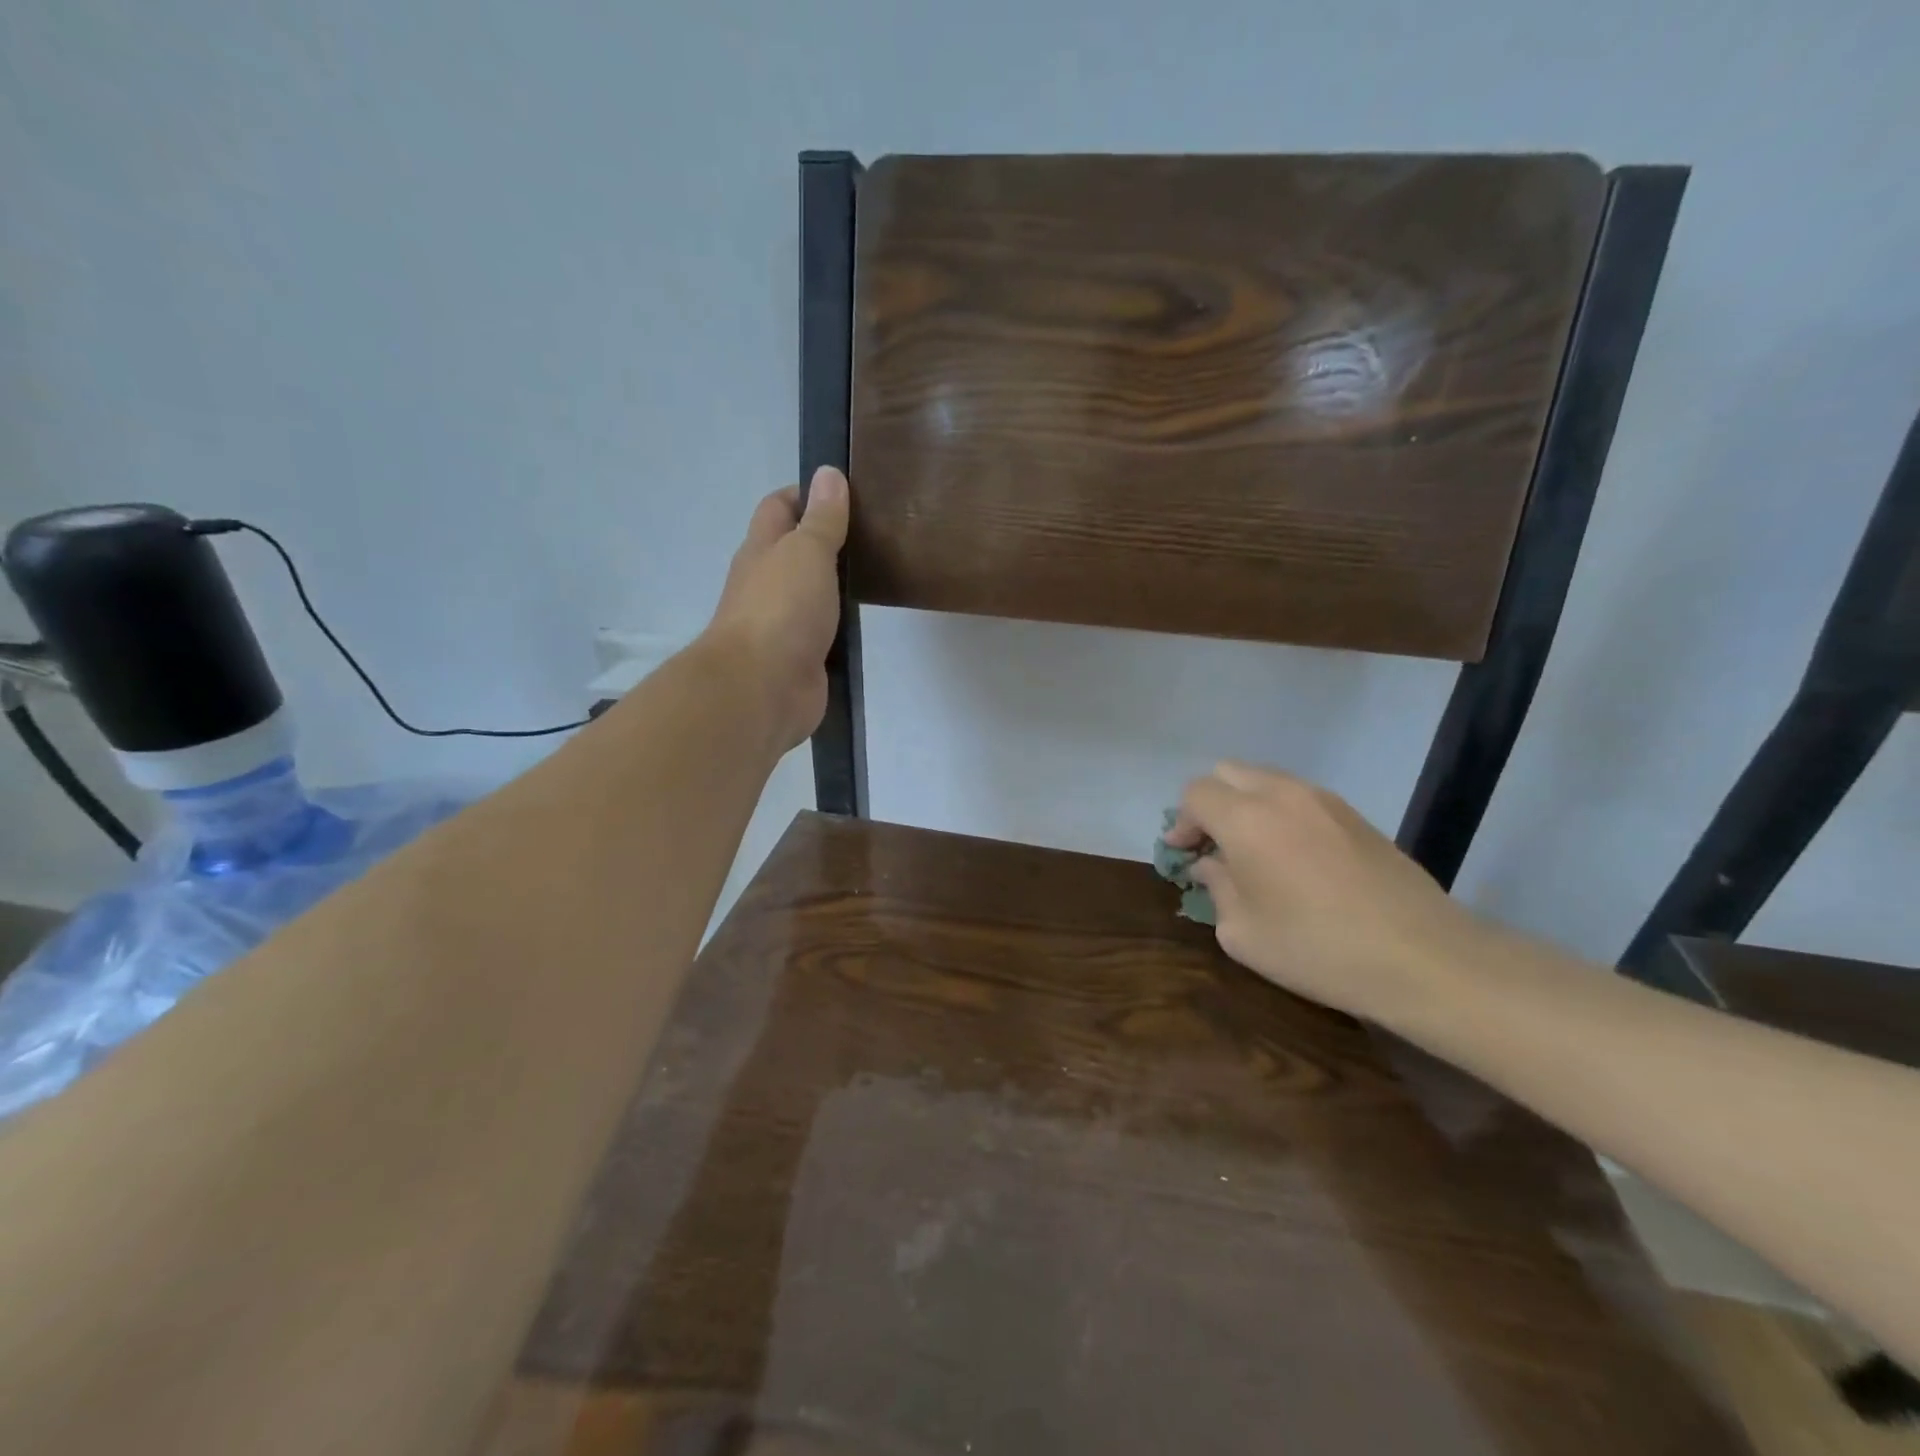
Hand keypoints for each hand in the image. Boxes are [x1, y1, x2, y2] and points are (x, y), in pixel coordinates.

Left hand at [704, 466, 849, 752]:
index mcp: (762, 550)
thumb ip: (822, 519)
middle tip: (876, 533)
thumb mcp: (806, 552)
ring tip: (879, 572)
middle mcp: (768, 582)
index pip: (780, 507)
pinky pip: (823, 632)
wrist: (762, 687)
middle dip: (828, 539)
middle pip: (796, 551)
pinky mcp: (801, 657)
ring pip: (811, 593)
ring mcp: (783, 623)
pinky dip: (840, 624)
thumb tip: (827, 473)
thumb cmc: (781, 609)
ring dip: (836, 585)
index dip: (807, 494)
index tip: (847, 493)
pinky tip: (866, 620)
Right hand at [1168, 762, 1489, 1021]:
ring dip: (1246, 805)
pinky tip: (1292, 857)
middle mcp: (1282, 794)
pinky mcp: (1355, 815)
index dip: (1180, 821)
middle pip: (1228, 772)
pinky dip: (1279, 813)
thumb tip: (1213, 865)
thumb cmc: (1318, 948)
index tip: (1182, 854)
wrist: (1422, 957)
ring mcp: (1324, 800)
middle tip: (1211, 845)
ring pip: (1266, 780)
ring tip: (1251, 851)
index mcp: (1246, 818)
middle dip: (1210, 803)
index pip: (1196, 793)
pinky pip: (1299, 797)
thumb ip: (1217, 888)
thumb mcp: (1243, 933)